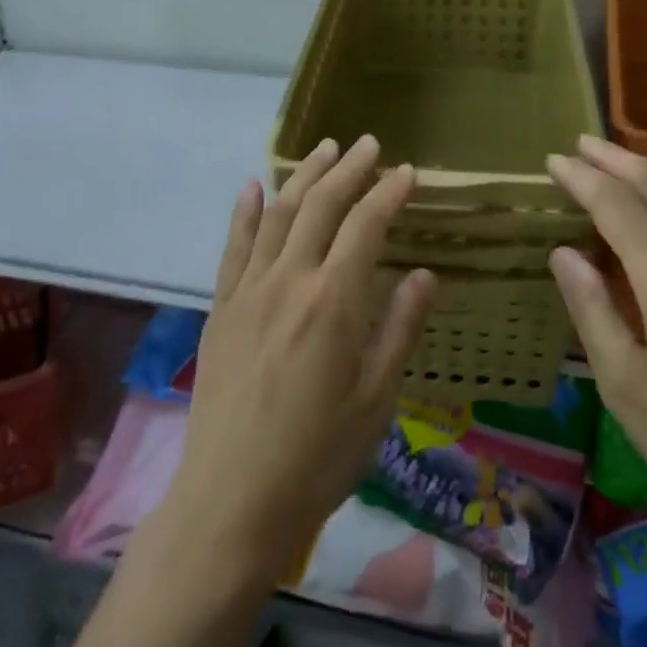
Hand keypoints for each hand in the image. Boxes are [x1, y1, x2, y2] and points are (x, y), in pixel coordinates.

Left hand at [160, 135, 436, 588]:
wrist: (232, 502)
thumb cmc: (317, 457)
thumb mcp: (376, 399)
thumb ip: (399, 328)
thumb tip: (425, 272)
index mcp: (333, 301)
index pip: (366, 225)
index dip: (388, 192)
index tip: (408, 171)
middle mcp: (289, 280)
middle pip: (320, 205)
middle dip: (348, 169)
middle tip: (368, 144)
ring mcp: (248, 290)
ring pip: (278, 213)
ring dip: (303, 176)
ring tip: (324, 150)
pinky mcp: (221, 307)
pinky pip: (234, 246)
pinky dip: (245, 210)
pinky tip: (253, 185)